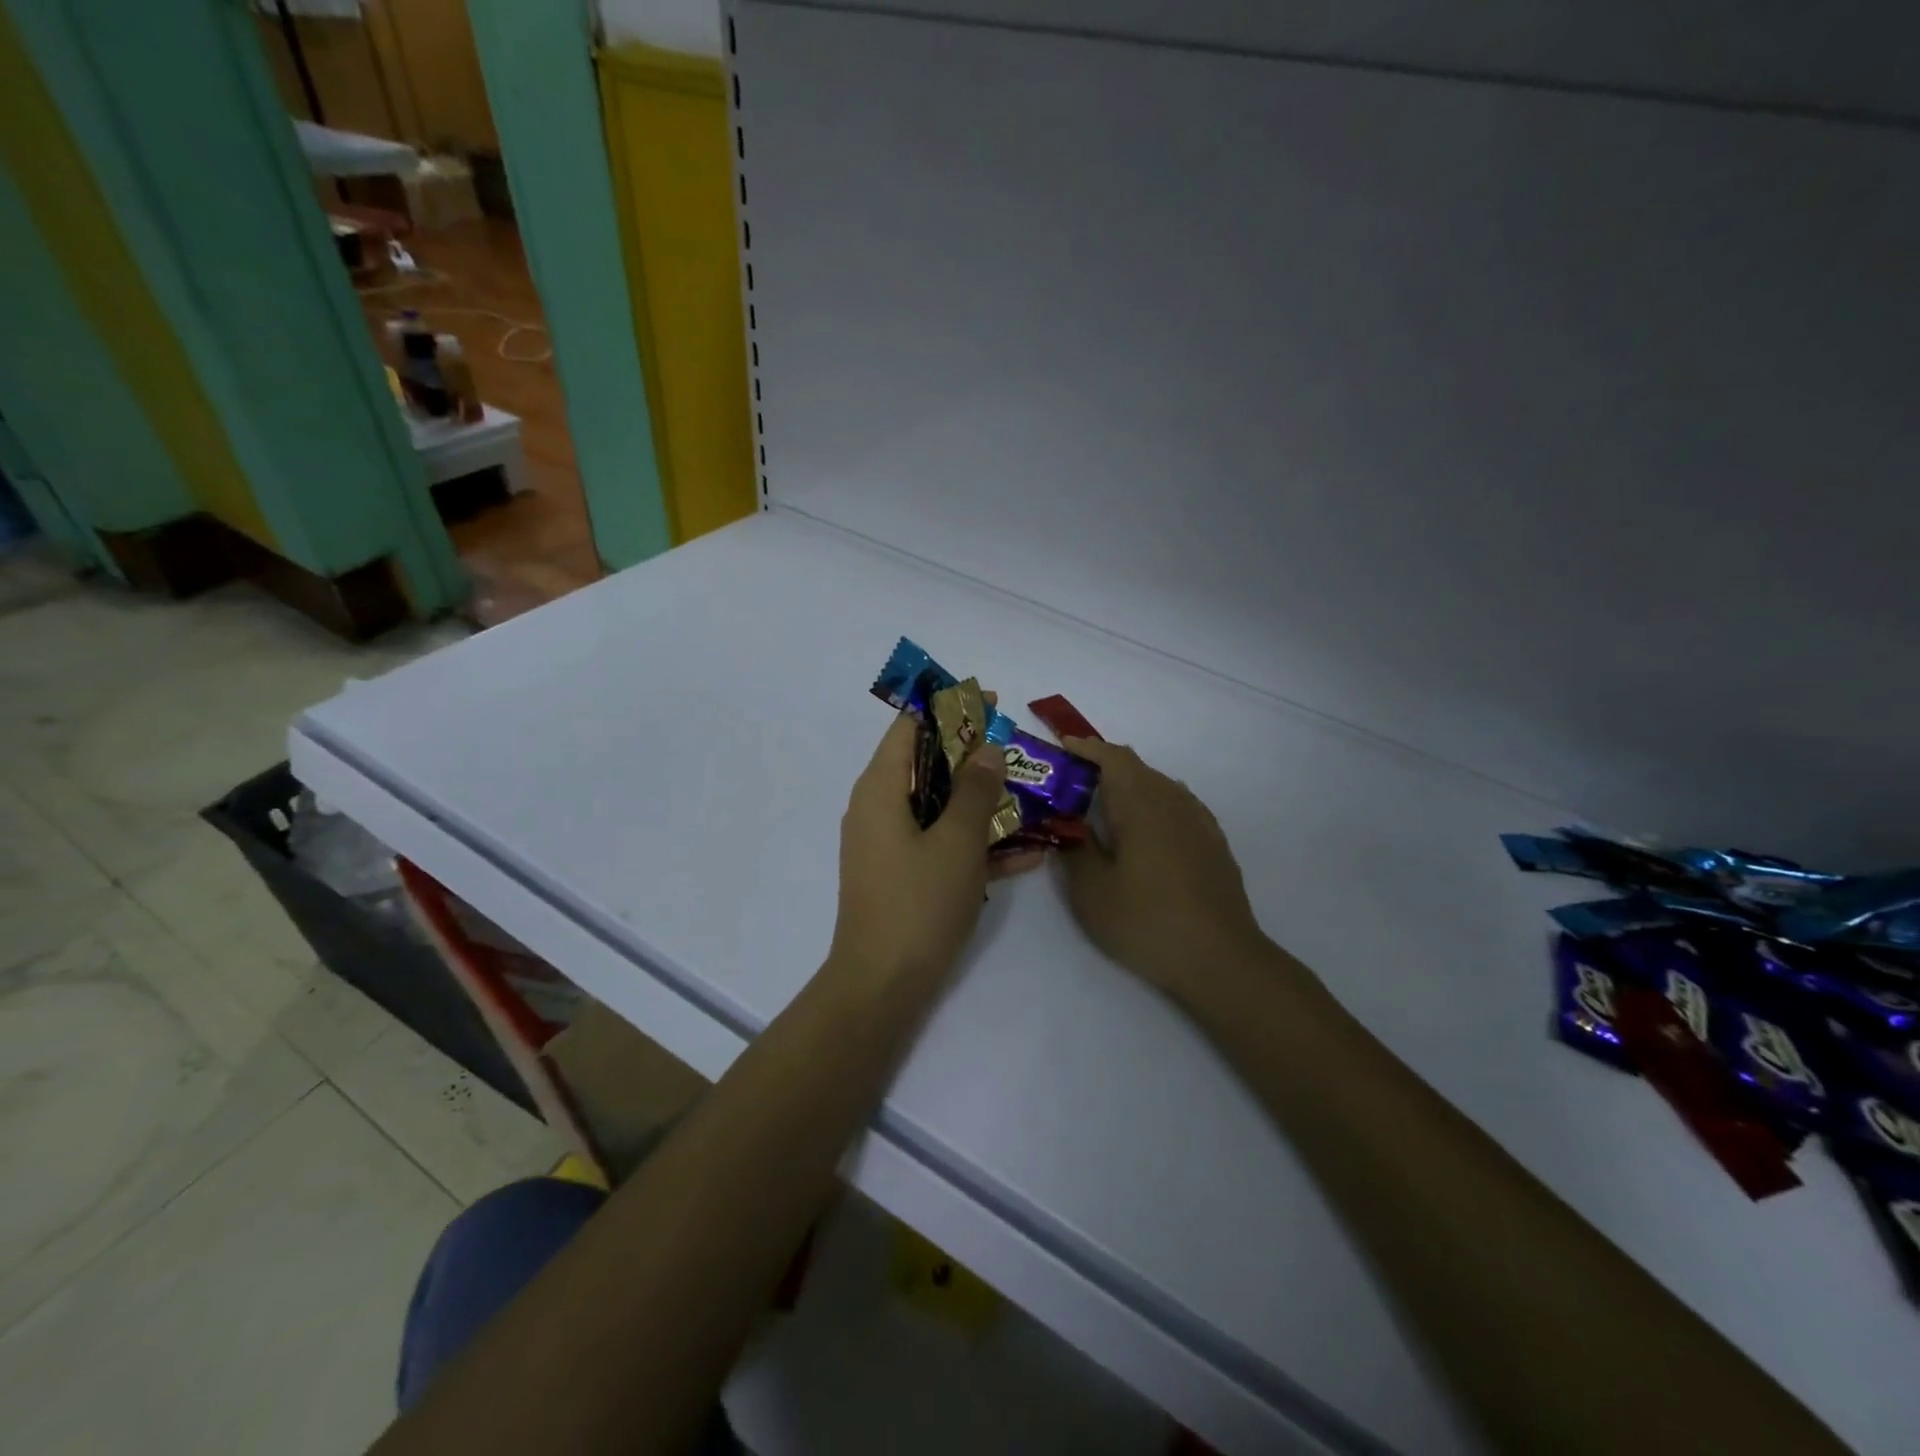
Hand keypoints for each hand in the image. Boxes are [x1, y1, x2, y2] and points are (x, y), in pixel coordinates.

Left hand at [827, 714, 1042, 989]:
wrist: (883, 985)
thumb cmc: (918, 903)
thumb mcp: (956, 841)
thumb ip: (974, 790)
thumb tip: (986, 750)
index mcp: (880, 788)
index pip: (909, 727)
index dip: (949, 709)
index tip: (991, 705)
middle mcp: (879, 809)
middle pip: (928, 765)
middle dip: (975, 758)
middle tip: (1018, 754)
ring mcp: (890, 845)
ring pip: (940, 807)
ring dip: (983, 803)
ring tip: (1031, 799)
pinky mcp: (904, 876)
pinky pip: (942, 845)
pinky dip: (976, 844)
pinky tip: (1029, 855)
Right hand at [1058, 738, 1274, 1003]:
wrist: (1221, 959)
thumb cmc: (1148, 922)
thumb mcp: (1092, 893)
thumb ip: (1076, 851)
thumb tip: (1069, 827)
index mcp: (1141, 807)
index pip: (1113, 758)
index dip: (1087, 748)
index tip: (1063, 746)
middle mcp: (1173, 803)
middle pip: (1138, 768)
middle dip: (1104, 765)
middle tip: (1074, 781)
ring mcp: (1199, 822)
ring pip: (1160, 785)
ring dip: (1131, 784)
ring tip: (1106, 804)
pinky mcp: (1214, 844)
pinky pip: (1179, 805)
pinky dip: (1155, 802)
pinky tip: (1148, 828)